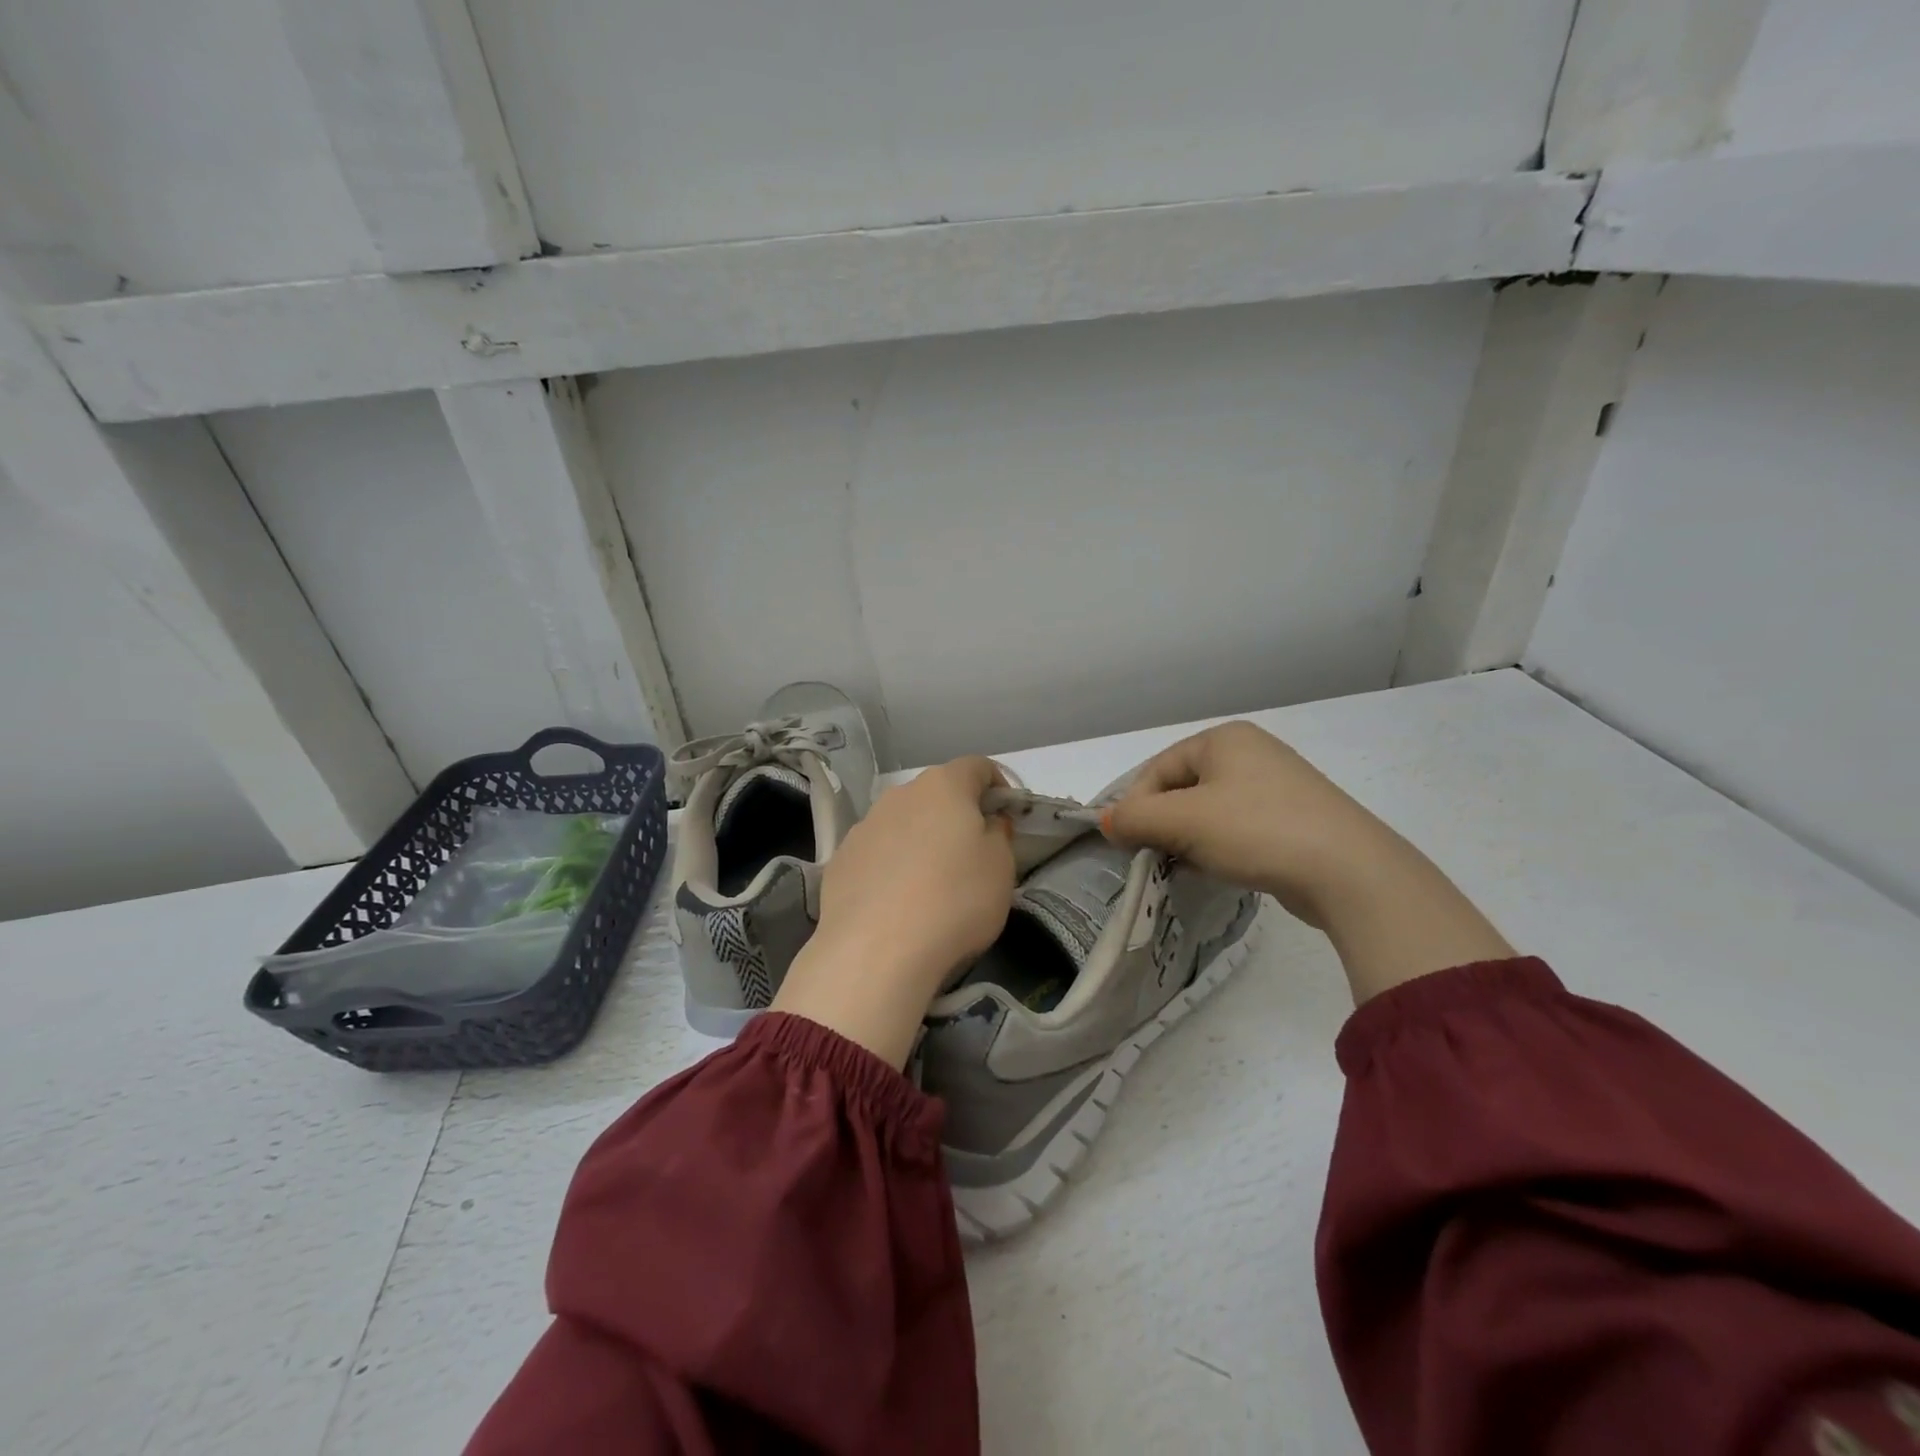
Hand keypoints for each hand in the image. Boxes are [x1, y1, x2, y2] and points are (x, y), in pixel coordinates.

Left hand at [773, 756, 1014, 1066]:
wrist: (875, 950)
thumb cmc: (954, 900)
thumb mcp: (1001, 868)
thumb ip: (998, 834)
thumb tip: (987, 822)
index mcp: (943, 786)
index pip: (977, 766)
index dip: (998, 785)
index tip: (1006, 816)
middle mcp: (899, 795)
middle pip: (936, 794)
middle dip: (956, 816)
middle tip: (972, 854)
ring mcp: (864, 826)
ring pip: (903, 823)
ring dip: (921, 841)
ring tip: (931, 884)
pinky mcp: (840, 860)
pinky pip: (877, 854)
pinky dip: (891, 867)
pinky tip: (897, 903)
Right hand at [1102, 721, 1392, 926]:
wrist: (1348, 872)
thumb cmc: (1256, 831)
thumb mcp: (1183, 822)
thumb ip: (1134, 818)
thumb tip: (1106, 821)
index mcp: (1224, 739)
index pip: (1157, 769)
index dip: (1136, 806)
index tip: (1129, 845)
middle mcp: (1251, 752)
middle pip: (1183, 789)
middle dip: (1164, 824)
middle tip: (1157, 858)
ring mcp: (1278, 785)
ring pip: (1210, 811)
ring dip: (1191, 839)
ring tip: (1191, 867)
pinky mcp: (1295, 819)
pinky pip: (1239, 828)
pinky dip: (1221, 847)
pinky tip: (1224, 870)